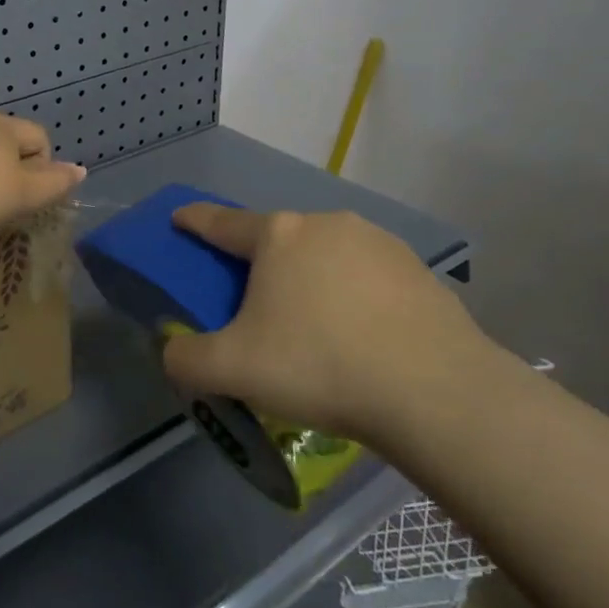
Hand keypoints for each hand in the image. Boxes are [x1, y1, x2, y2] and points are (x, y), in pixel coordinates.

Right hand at [163, 204, 493, 440]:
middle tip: (256, 307)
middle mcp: (325, 224)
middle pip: (277, 240)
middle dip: (260, 264)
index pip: (222, 222)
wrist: (434, 390)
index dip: (195, 220)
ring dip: (310, 279)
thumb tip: (174, 351)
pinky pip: (367, 277)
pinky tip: (362, 336)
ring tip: (316, 328)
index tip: (180, 217)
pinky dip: (353, 297)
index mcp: (278, 235)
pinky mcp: (417, 269)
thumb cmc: (319, 365)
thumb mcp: (233, 371)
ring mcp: (377, 242)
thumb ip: (186, 359)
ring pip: (325, 256)